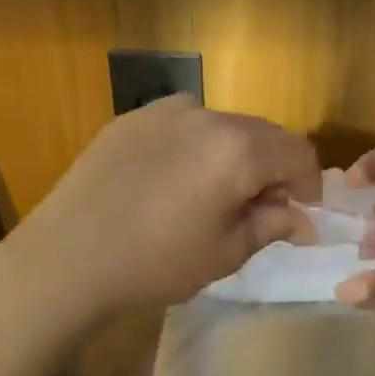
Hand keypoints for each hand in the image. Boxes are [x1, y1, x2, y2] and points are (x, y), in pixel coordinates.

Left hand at [6, 96, 320, 323]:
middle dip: (273, 167)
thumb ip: (271, 225)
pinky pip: (182, 124)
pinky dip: (195, 146)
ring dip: (234, 154)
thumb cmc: (154, 264)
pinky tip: (174, 181)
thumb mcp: (224, 253)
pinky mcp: (129, 119)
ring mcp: (163, 111)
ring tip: (214, 194)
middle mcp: (205, 115)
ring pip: (221, 126)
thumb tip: (303, 219)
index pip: (297, 151)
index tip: (301, 213)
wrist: (65, 259)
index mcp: (237, 148)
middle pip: (261, 133)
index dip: (308, 183)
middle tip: (261, 208)